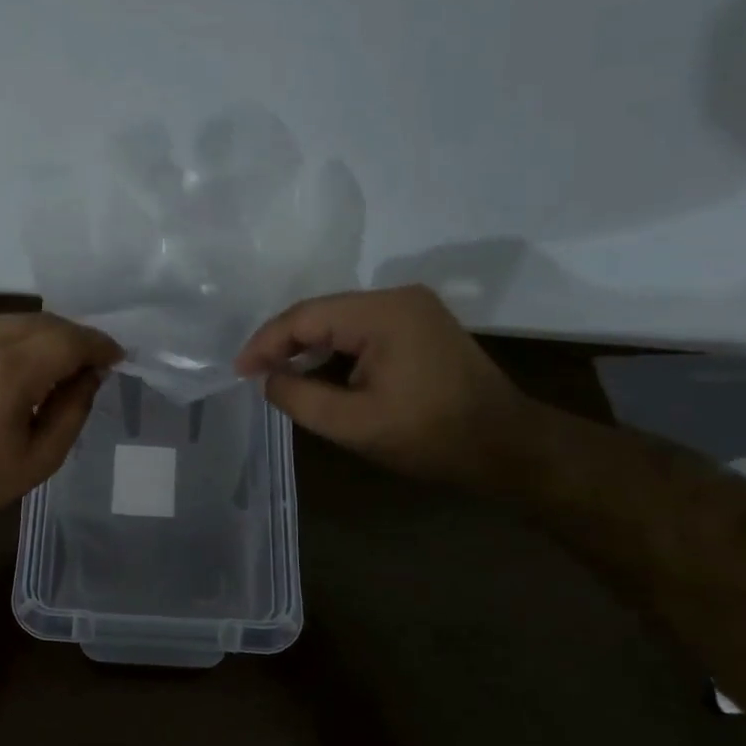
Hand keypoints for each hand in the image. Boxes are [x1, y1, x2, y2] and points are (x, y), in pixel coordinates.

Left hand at [0, 313, 123, 510]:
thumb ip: (72, 411)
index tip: (116, 357)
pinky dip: (15, 335)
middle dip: (75, 336)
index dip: (98, 344)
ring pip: (15, 319)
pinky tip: (21, 359)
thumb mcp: (40, 459)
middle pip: (44, 322)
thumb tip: (91, 374)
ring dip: (46, 332)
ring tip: (60, 359)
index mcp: (9, 372)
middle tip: (92, 361)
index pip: (67, 340)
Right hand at [235, 285, 532, 486]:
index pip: (306, 316)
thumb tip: (268, 378)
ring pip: (341, 322)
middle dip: (284, 343)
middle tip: (253, 373)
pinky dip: (335, 352)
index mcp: (383, 313)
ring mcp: (413, 310)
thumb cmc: (430, 437)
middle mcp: (398, 297)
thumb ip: (299, 397)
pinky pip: (363, 331)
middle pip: (323, 313)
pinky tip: (319, 374)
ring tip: (278, 376)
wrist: (508, 448)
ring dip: (309, 348)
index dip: (265, 342)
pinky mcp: (420, 326)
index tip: (238, 372)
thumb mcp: (353, 424)